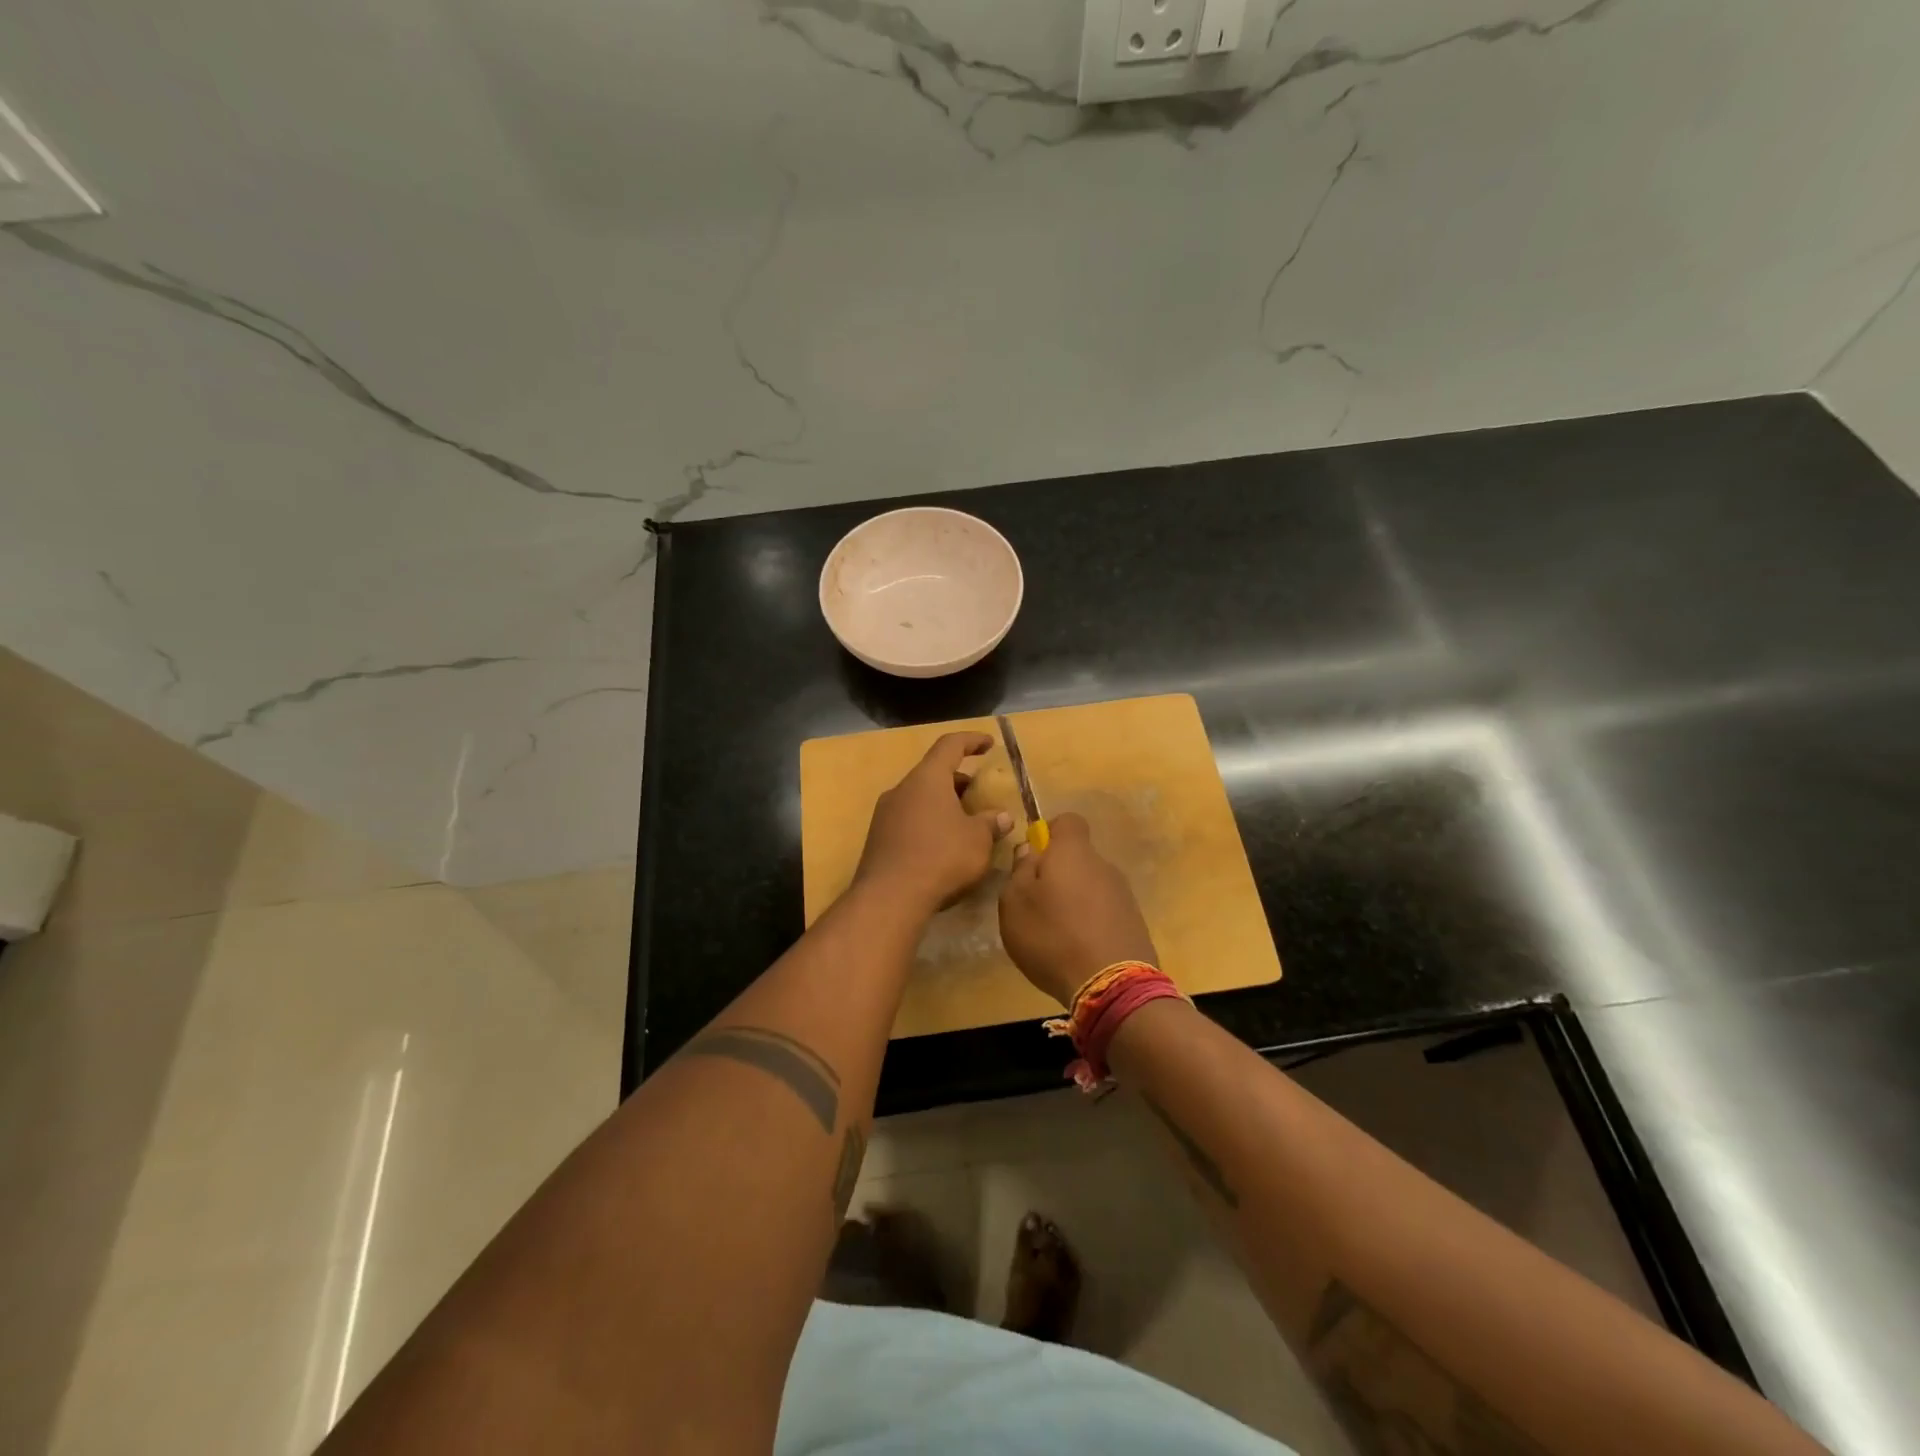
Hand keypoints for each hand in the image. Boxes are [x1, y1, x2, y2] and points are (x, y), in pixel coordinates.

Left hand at [854, 732, 1011, 915]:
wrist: (889, 898)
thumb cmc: (941, 858)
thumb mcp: (978, 841)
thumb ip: (991, 824)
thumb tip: (1002, 817)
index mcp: (927, 779)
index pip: (950, 745)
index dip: (972, 740)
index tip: (989, 744)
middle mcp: (902, 789)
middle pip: (933, 773)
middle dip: (959, 781)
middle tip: (980, 795)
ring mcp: (885, 814)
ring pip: (920, 798)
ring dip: (944, 804)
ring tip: (965, 824)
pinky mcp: (878, 839)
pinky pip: (909, 820)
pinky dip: (929, 823)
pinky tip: (943, 846)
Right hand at [998, 812, 1157, 1006]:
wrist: (1112, 985)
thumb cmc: (1052, 936)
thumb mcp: (1015, 903)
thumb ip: (1019, 870)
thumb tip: (1030, 851)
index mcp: (1074, 852)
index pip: (1067, 821)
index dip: (1049, 833)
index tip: (1033, 858)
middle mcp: (1104, 865)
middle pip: (1078, 858)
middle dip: (1058, 874)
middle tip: (1037, 905)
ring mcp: (1124, 895)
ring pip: (1091, 886)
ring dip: (1074, 901)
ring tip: (1057, 935)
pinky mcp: (1135, 923)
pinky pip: (1105, 912)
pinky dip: (1091, 923)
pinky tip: (1078, 951)